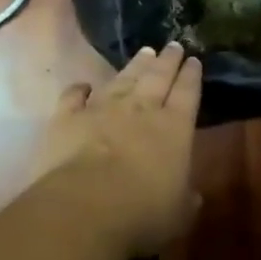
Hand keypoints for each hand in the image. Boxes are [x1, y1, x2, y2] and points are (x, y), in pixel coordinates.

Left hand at [32, 43, 203, 256]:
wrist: (85, 206)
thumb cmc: (142, 214)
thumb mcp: (179, 214)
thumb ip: (186, 199)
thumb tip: (192, 195)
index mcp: (174, 128)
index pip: (187, 93)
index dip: (191, 76)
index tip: (194, 60)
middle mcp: (140, 110)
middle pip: (157, 77)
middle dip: (167, 61)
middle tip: (173, 45)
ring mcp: (101, 109)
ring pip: (121, 79)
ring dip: (134, 66)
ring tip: (144, 53)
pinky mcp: (67, 117)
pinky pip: (74, 96)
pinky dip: (80, 89)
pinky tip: (84, 85)